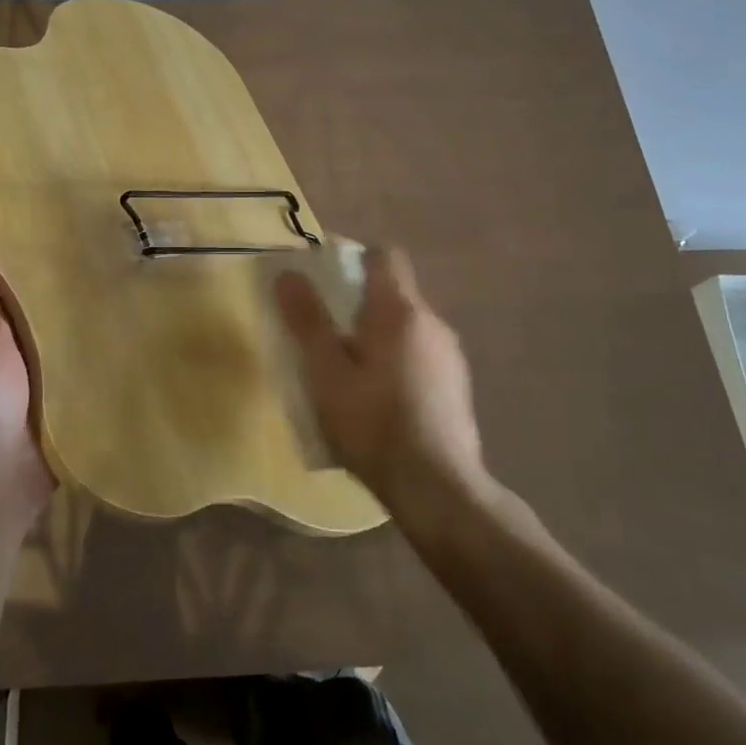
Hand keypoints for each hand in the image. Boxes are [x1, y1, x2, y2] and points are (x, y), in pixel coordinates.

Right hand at [275, 246, 493, 516]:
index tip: (327, 278)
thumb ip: (307, 321)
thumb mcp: (326, 373)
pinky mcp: (457, 386)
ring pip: (407, 327)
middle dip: (359, 302)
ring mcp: (450, 356)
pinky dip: (397, 361)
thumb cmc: (373, 424)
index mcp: (400, 311)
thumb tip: (288, 274)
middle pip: (394, 292)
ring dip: (378, 335)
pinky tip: (379, 399)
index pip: (384, 256)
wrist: (438, 488)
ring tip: (347, 369)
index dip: (354, 257)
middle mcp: (433, 323)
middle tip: (325, 331)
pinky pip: (420, 355)